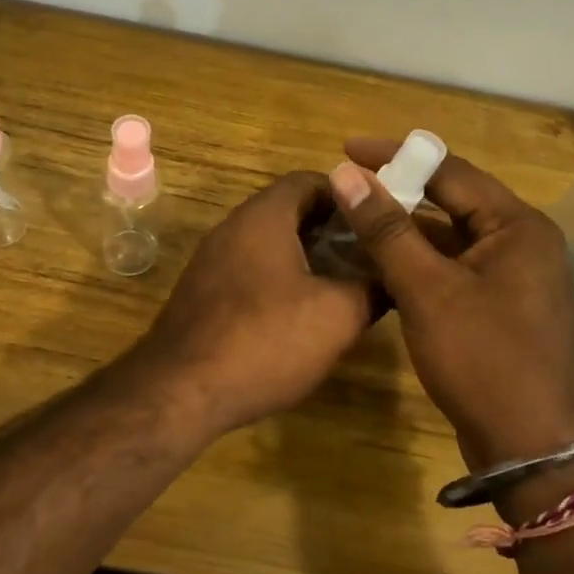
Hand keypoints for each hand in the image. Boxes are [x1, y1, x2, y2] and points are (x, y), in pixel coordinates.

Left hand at [137, 172, 372, 437]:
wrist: (180, 392)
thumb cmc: (264, 340)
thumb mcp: (336, 316)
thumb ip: (371, 288)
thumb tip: (393, 278)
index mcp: (262, 217)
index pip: (309, 181)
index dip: (349, 194)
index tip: (378, 219)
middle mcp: (231, 229)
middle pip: (289, 212)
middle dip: (332, 230)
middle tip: (369, 254)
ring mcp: (211, 263)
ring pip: (269, 245)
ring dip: (306, 258)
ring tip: (345, 285)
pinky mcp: (202, 296)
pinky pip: (249, 273)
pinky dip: (280, 281)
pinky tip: (302, 315)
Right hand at [328, 140, 573, 469]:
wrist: (531, 448)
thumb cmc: (484, 360)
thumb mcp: (428, 290)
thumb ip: (387, 230)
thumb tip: (346, 175)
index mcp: (517, 226)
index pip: (450, 172)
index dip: (396, 156)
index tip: (346, 149)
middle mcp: (521, 243)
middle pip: (451, 203)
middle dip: (398, 194)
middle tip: (346, 187)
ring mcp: (513, 278)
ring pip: (449, 240)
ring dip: (404, 231)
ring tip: (352, 223)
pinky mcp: (499, 308)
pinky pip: (452, 270)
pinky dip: (417, 264)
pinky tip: (378, 266)